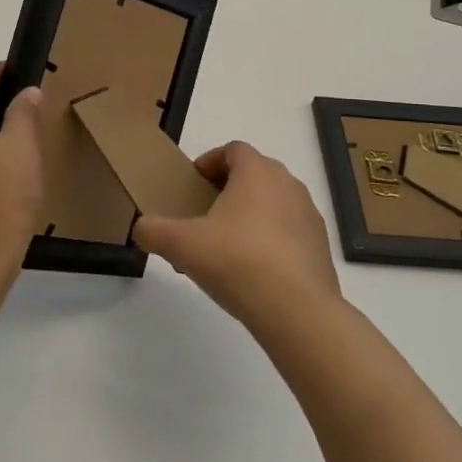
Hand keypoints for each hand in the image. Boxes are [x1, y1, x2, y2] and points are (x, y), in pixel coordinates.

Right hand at [134, 142, 340, 328]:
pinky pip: (288, 232)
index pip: (233, 149)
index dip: (210, 161)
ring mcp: (308, 216)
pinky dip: (269, 241)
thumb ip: (153, 231)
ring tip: (225, 248)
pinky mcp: (320, 247)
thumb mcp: (181, 244)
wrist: (296, 311)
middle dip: (228, 189)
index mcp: (257, 172)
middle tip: (204, 215)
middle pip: (255, 174)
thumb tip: (141, 228)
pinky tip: (251, 272)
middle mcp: (288, 185)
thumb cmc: (236, 262)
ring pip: (273, 203)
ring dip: (249, 216)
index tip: (193, 184)